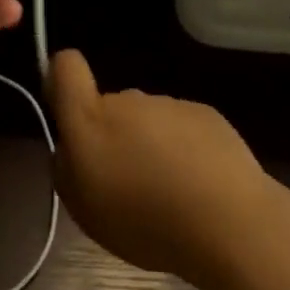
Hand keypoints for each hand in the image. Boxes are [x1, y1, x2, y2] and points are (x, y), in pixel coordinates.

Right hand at [48, 50, 277, 289]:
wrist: (228, 222)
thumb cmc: (146, 222)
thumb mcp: (85, 212)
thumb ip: (67, 170)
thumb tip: (71, 150)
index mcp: (90, 120)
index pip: (65, 67)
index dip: (61, 80)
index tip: (69, 113)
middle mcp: (127, 101)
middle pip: (109, 107)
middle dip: (113, 136)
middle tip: (129, 184)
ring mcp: (169, 105)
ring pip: (147, 121)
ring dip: (151, 147)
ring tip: (171, 194)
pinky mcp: (206, 113)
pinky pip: (182, 128)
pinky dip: (185, 150)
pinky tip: (200, 187)